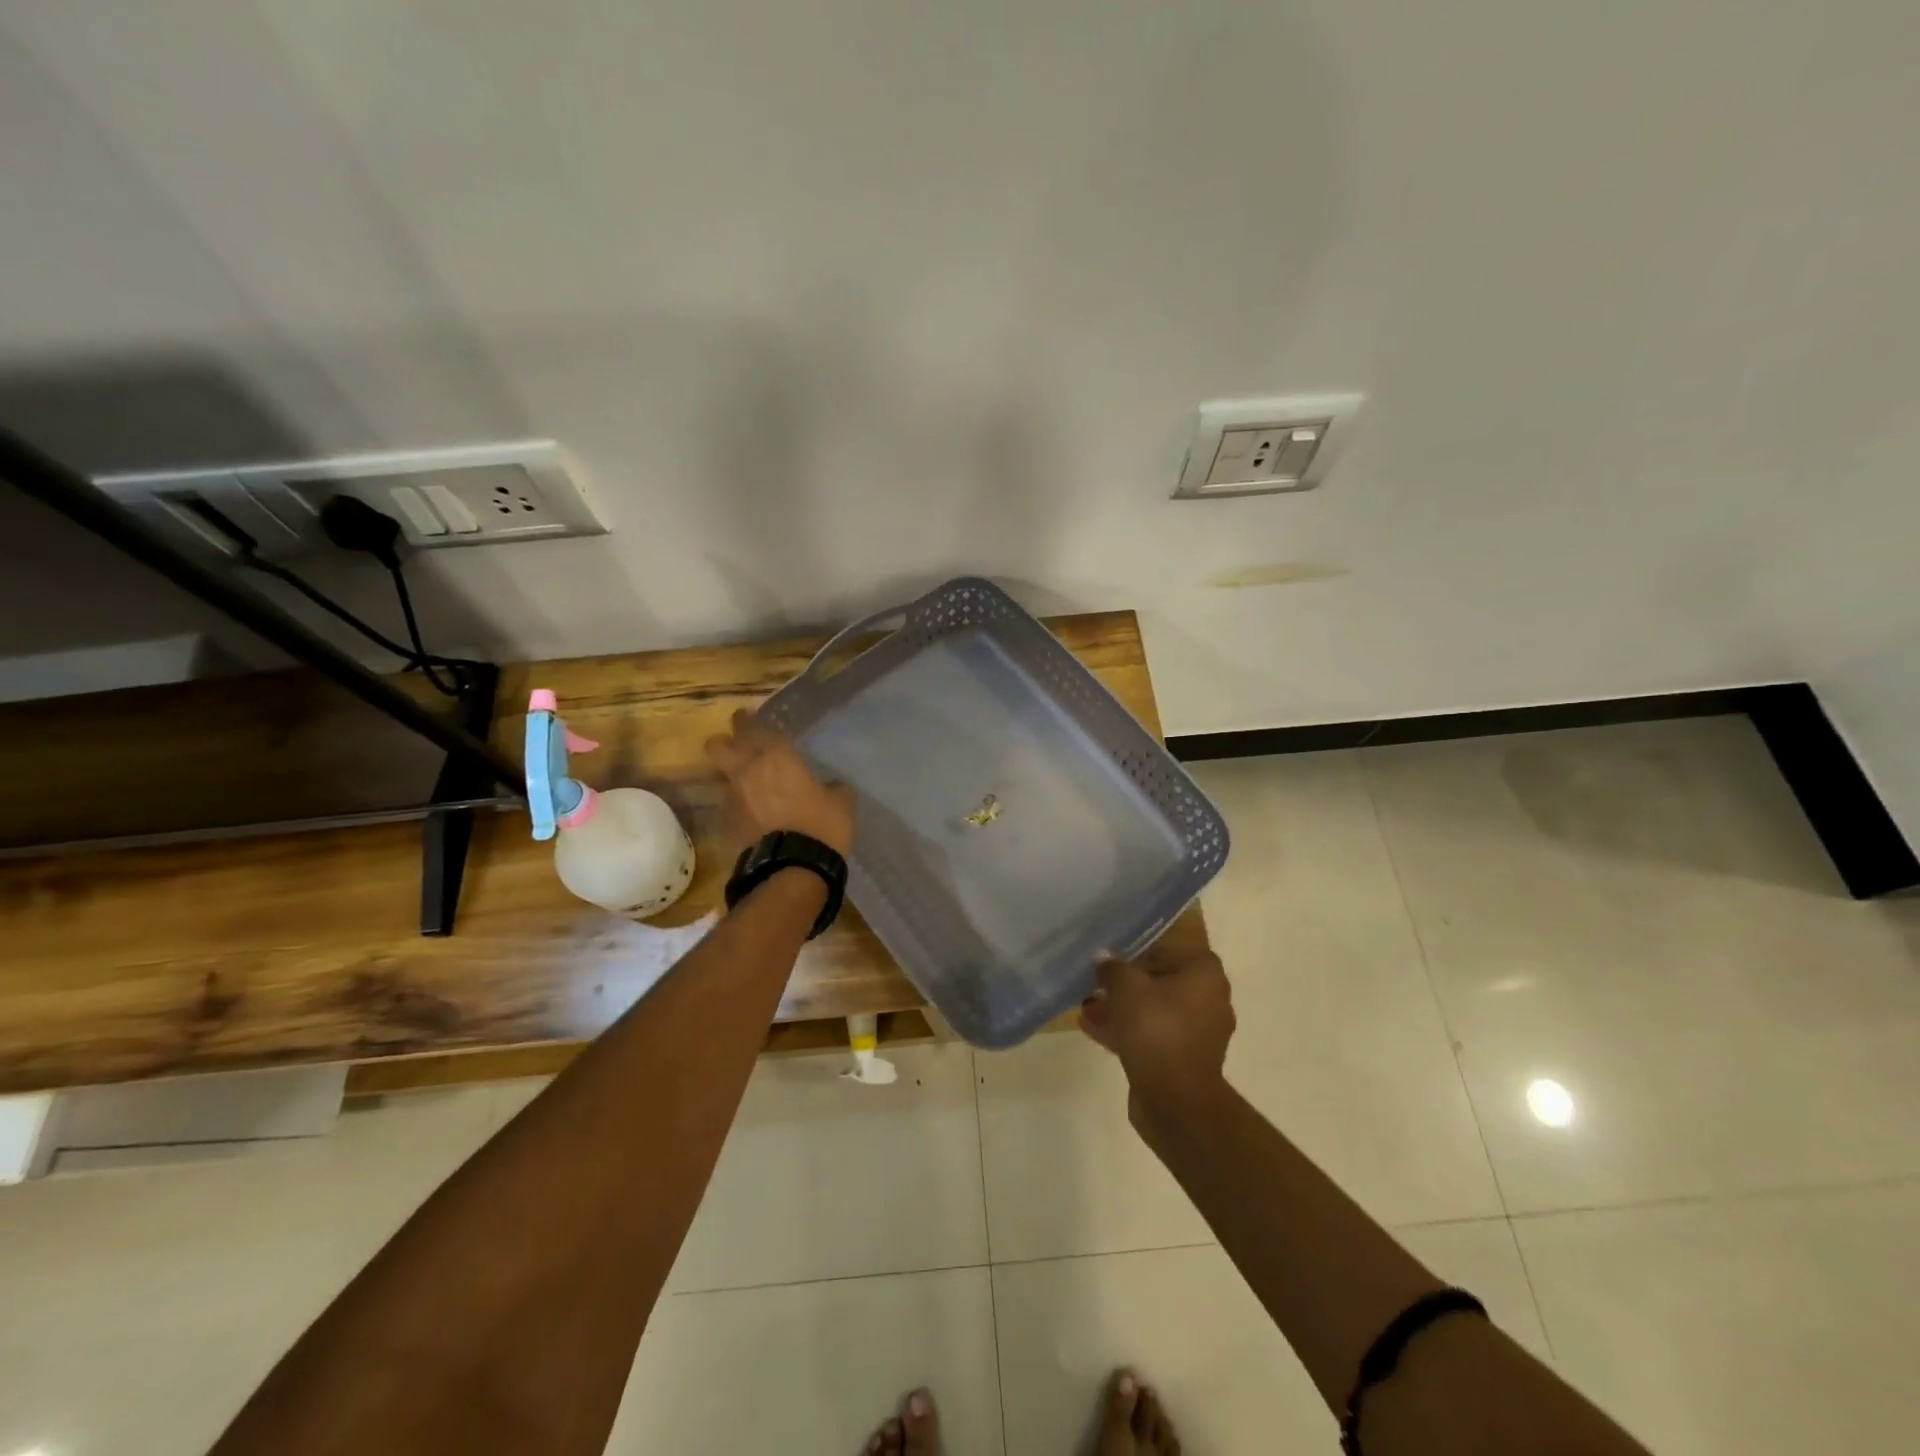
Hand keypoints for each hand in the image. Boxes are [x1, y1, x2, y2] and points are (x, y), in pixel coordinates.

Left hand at [704, 709, 854, 854]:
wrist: (793, 869)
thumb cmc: (822, 826)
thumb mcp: (841, 802)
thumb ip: (832, 787)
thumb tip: (829, 787)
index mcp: (775, 757)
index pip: (753, 726)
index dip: (748, 720)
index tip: (749, 717)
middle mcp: (747, 771)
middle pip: (718, 745)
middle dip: (726, 742)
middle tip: (739, 747)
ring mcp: (732, 798)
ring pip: (721, 777)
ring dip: (732, 778)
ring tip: (751, 788)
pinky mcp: (726, 824)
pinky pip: (728, 807)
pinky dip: (739, 808)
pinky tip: (754, 817)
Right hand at [1080, 947, 1234, 1115]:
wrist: (1175, 1100)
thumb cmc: (1156, 1029)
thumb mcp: (1125, 987)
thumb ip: (1112, 967)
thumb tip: (1104, 957)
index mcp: (1206, 975)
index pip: (1174, 947)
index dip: (1142, 947)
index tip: (1116, 952)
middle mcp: (1209, 1000)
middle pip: (1162, 980)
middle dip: (1128, 981)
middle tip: (1098, 979)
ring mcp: (1198, 1033)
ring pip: (1155, 1010)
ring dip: (1123, 1007)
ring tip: (1088, 1004)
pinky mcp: (1184, 1059)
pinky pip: (1153, 1035)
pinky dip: (1128, 1030)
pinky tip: (1092, 1027)